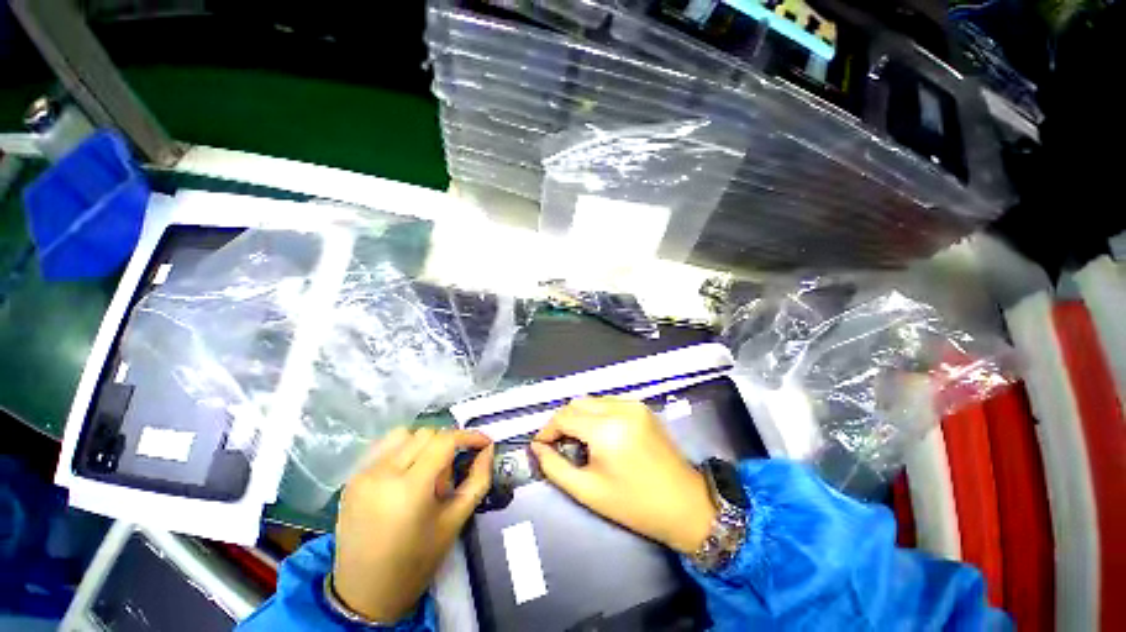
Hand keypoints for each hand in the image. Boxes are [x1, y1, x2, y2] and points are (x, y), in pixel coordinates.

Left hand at [333, 427, 493, 622]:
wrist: (364, 594)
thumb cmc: (416, 562)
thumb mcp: (455, 521)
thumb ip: (478, 480)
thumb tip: (488, 450)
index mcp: (410, 488)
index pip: (445, 440)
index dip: (469, 436)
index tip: (484, 444)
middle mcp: (383, 473)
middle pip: (426, 434)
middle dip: (446, 445)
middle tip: (449, 474)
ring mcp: (363, 474)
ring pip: (404, 434)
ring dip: (423, 443)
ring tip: (426, 471)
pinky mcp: (352, 478)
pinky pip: (384, 446)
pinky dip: (402, 448)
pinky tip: (406, 472)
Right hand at [531, 397, 715, 553]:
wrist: (684, 504)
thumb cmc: (635, 504)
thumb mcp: (588, 491)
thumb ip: (555, 467)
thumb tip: (537, 448)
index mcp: (606, 429)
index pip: (564, 416)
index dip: (547, 430)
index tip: (540, 446)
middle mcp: (620, 408)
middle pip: (577, 403)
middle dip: (562, 421)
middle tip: (558, 444)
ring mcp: (633, 404)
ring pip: (592, 400)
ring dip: (578, 416)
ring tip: (578, 441)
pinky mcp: (642, 407)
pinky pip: (608, 402)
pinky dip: (596, 414)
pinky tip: (598, 434)